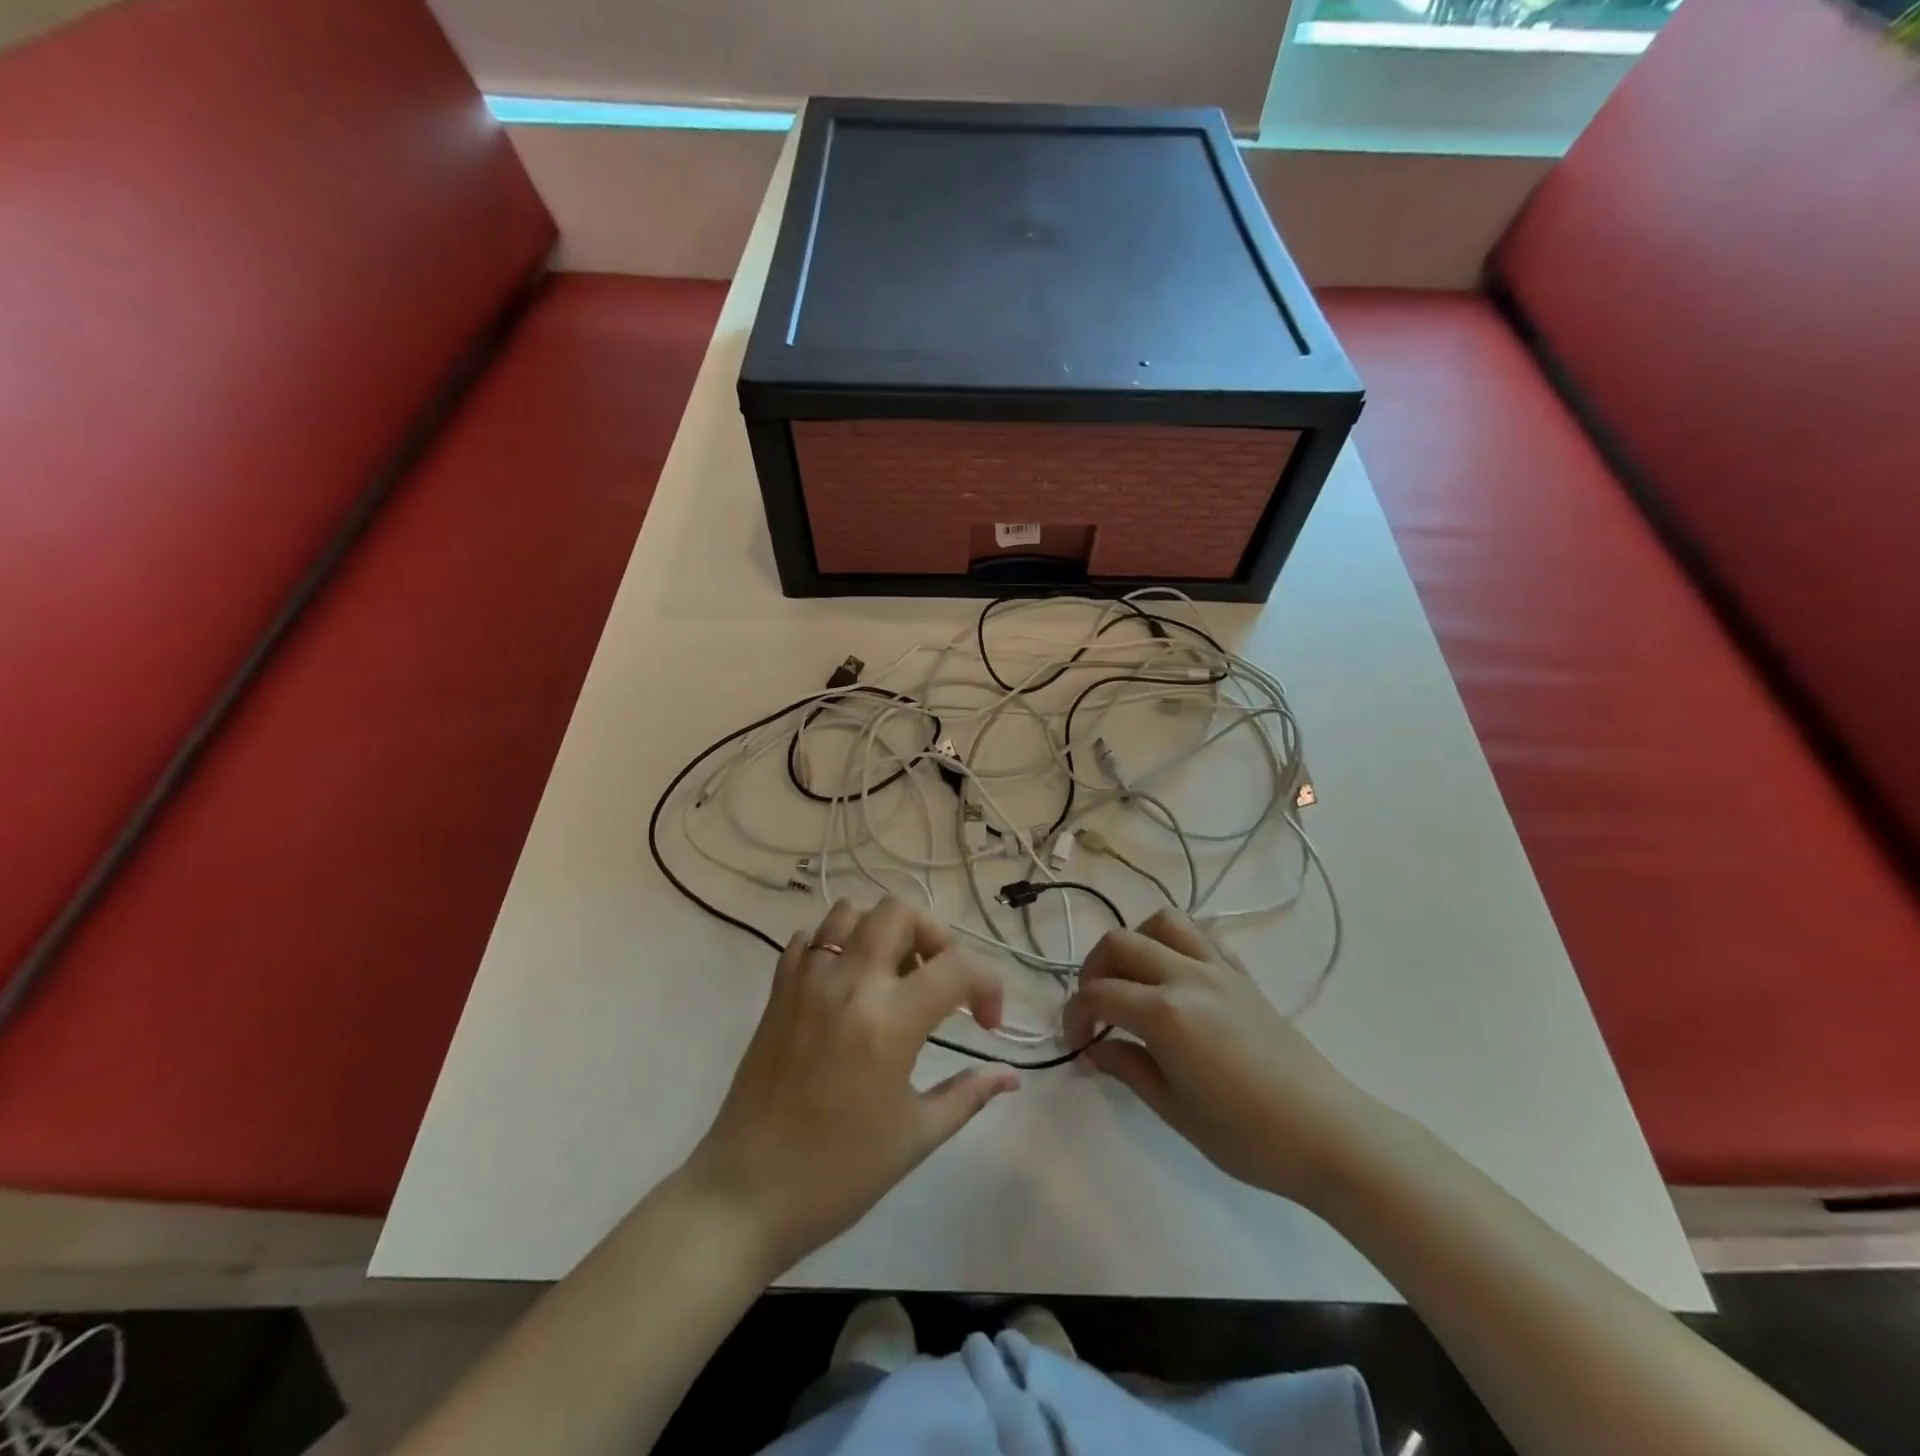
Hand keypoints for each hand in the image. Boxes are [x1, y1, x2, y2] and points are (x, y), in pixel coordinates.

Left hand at [680, 898, 1018, 1272]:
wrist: (745, 1195)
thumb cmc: (838, 1173)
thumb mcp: (915, 1137)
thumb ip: (968, 1095)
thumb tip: (1010, 1076)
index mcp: (889, 1020)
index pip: (957, 966)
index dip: (988, 986)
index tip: (987, 1024)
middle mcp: (848, 983)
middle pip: (898, 912)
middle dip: (934, 936)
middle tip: (940, 980)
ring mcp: (806, 981)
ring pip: (849, 913)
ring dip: (882, 932)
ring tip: (894, 976)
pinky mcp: (777, 991)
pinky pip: (808, 939)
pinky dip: (835, 945)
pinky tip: (847, 984)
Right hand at [1063, 909, 1384, 1208]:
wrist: (1328, 1135)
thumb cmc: (1247, 1136)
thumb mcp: (1174, 1109)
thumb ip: (1126, 1068)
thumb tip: (1090, 1051)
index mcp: (1166, 1013)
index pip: (1099, 995)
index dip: (1074, 1015)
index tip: (1073, 1041)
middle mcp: (1187, 976)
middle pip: (1121, 943)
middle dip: (1094, 970)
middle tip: (1094, 1008)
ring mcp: (1218, 969)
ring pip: (1163, 922)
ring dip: (1135, 942)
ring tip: (1131, 978)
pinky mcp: (1242, 974)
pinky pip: (1201, 935)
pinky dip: (1175, 943)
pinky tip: (1173, 976)